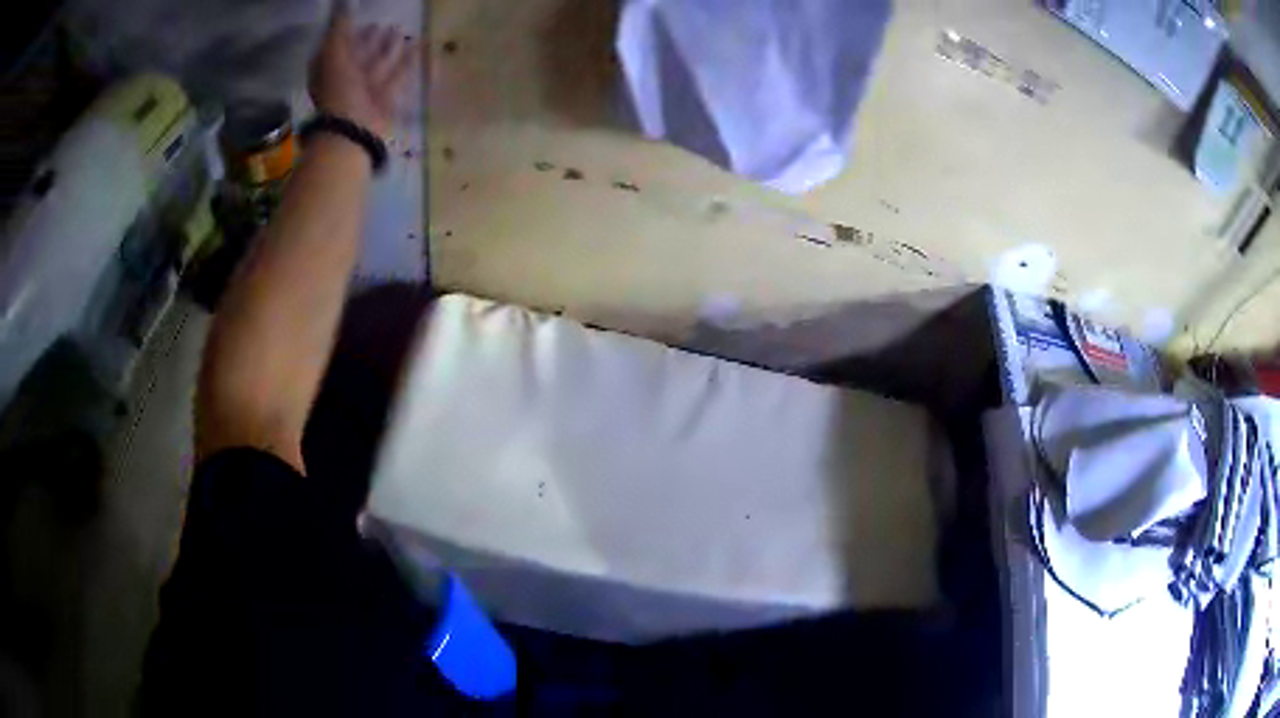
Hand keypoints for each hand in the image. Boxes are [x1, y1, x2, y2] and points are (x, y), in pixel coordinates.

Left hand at [309, 8, 415, 141]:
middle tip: (387, 24)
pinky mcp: (385, 99)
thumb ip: (338, 30)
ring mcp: (365, 91)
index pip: (337, 48)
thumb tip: (341, 4)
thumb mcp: (333, 56)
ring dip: (390, 48)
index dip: (347, 34)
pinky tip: (419, 46)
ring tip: (402, 31)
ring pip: (379, 64)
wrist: (353, 130)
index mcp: (328, 72)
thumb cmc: (338, 92)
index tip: (361, 20)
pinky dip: (408, 61)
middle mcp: (345, 81)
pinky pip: (398, 75)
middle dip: (372, 40)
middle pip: (359, 56)